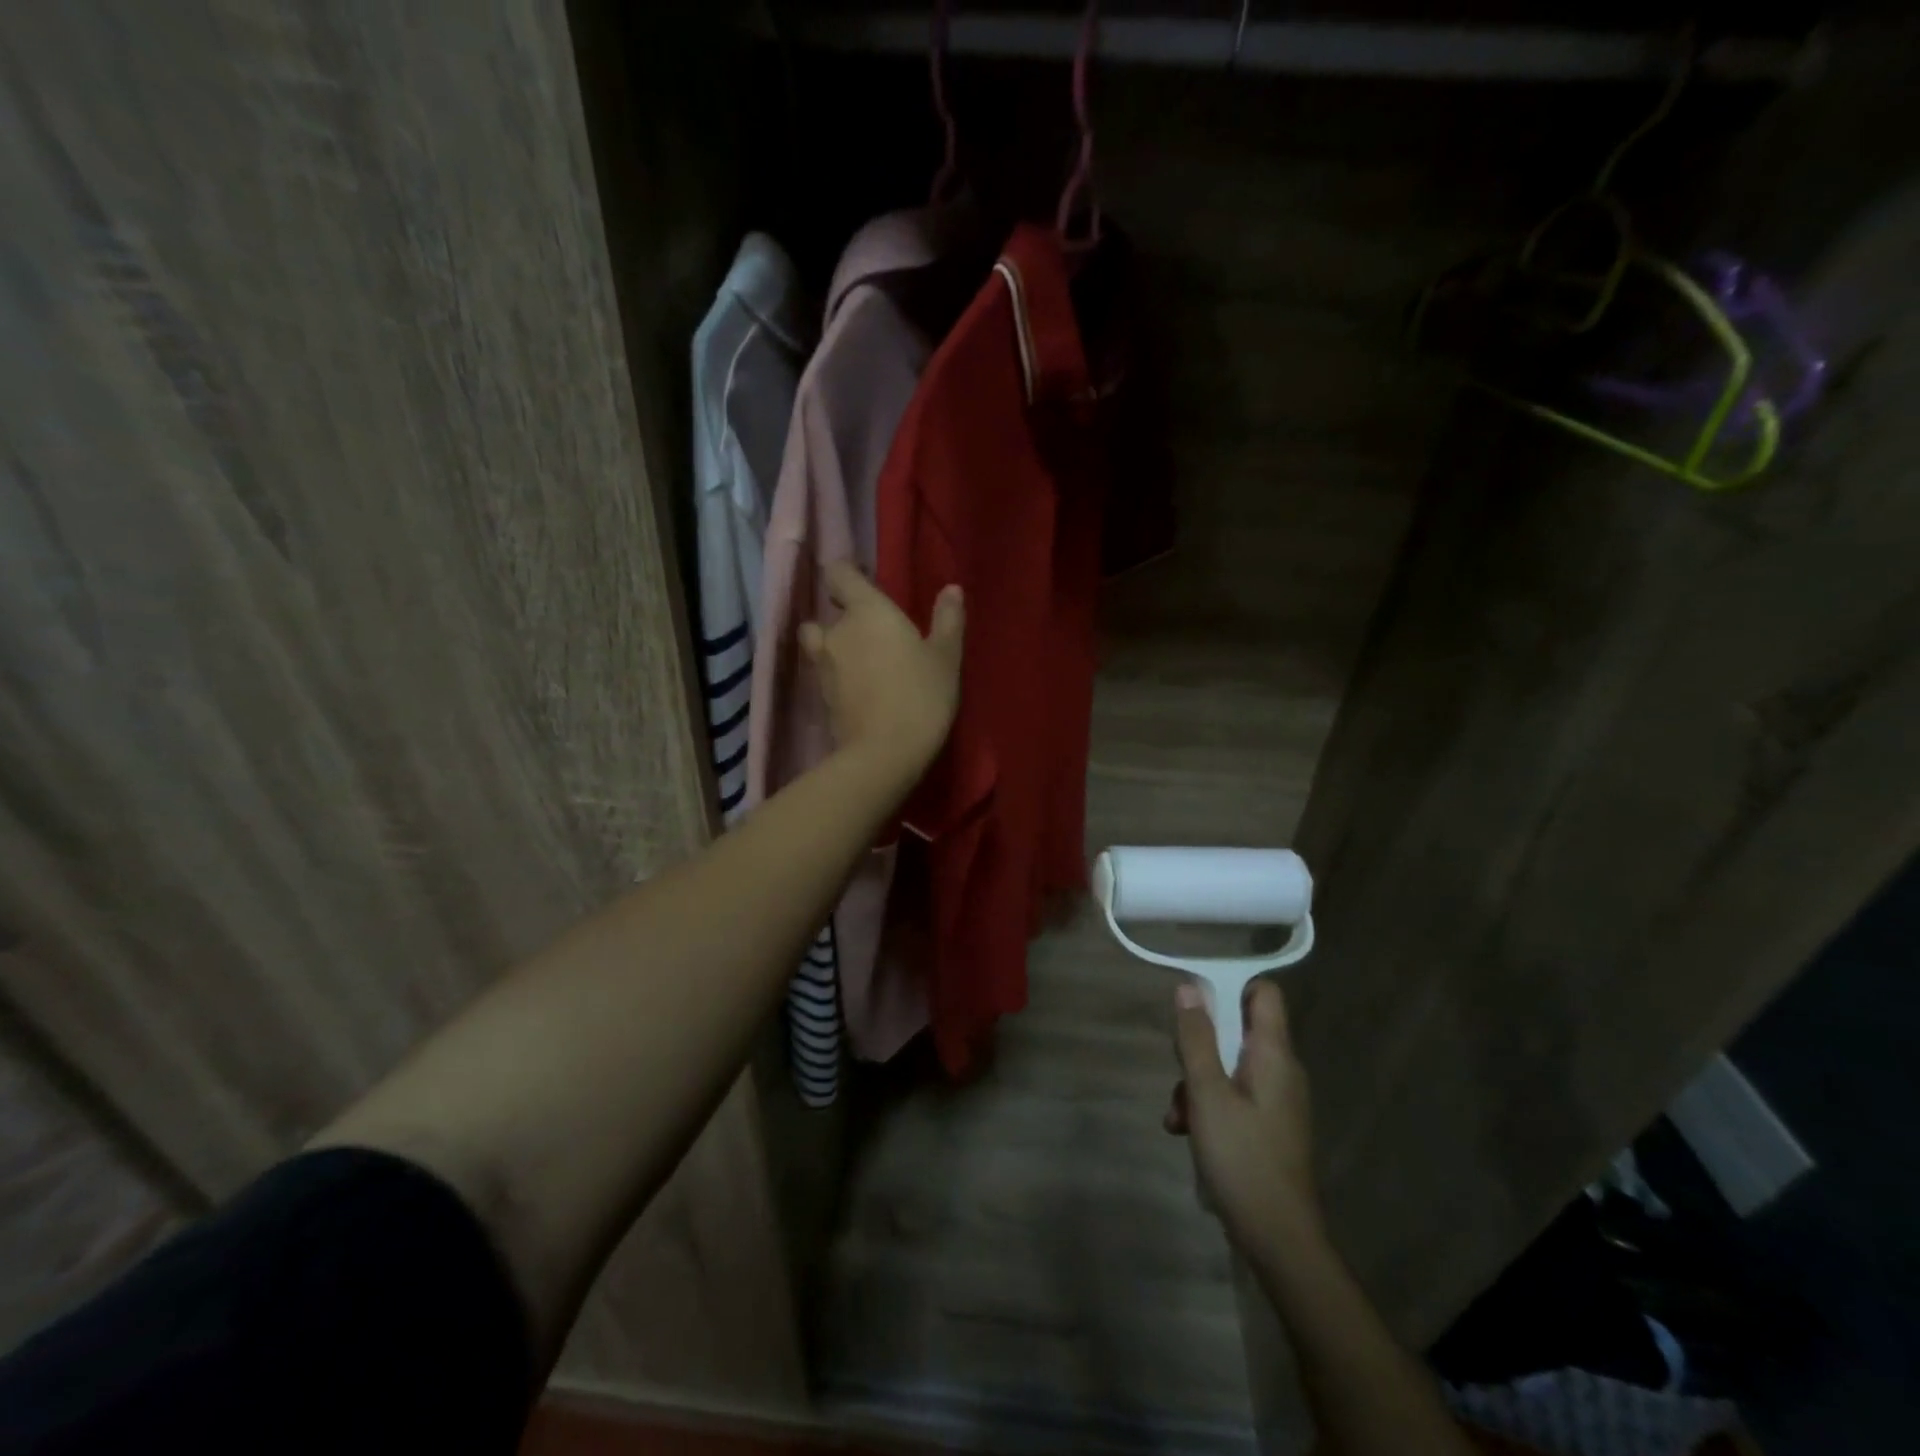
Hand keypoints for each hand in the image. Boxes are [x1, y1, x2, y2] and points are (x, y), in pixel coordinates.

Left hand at [800, 561, 963, 783]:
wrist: (884, 753)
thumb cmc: (921, 695)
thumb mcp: (946, 658)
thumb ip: (947, 620)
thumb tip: (952, 589)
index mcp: (866, 611)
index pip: (839, 574)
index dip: (846, 575)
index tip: (863, 584)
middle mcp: (836, 631)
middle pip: (826, 613)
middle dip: (843, 619)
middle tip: (871, 634)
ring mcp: (822, 666)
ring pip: (820, 645)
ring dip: (833, 648)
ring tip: (860, 663)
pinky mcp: (819, 697)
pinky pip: (824, 675)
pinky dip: (837, 677)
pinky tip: (859, 691)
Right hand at [1166, 979, 1323, 1255]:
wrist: (1280, 1240)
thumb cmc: (1243, 1159)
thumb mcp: (1207, 1094)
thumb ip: (1196, 1038)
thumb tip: (1189, 987)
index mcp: (1273, 1055)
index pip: (1264, 993)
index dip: (1231, 986)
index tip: (1195, 1001)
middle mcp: (1281, 1070)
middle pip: (1237, 1030)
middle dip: (1200, 1046)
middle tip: (1178, 1071)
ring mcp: (1276, 1101)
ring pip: (1229, 1066)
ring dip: (1197, 1083)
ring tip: (1177, 1117)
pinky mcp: (1268, 1127)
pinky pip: (1234, 1096)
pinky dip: (1209, 1106)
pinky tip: (1186, 1133)